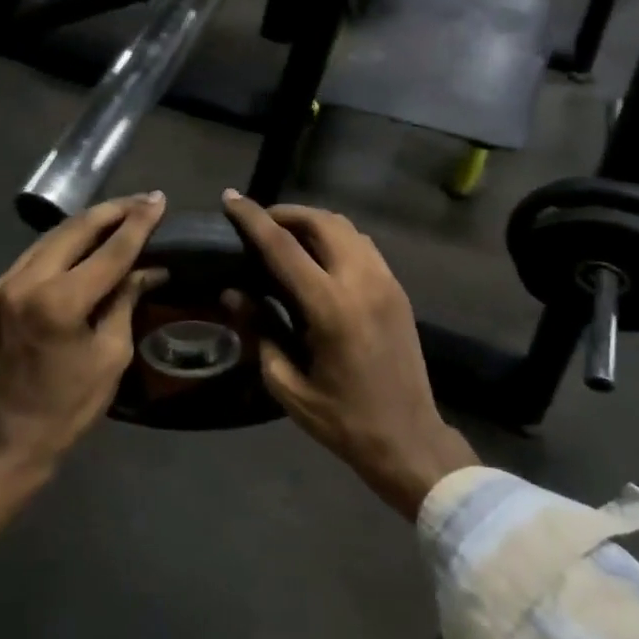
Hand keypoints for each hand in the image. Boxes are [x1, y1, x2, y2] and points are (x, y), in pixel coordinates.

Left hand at [0, 191, 168, 464]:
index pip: (109, 251)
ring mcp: (3, 284)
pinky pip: (35, 255)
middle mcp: (25, 282)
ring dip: (88, 223)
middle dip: (113, 211)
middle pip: (76, 229)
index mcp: (59, 302)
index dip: (138, 224)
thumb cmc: (69, 406)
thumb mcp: (111, 355)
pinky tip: (84, 241)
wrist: (7, 438)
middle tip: (143, 201)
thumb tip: (148, 269)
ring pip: (52, 237)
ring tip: (120, 214)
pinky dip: (64, 243)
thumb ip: (125, 301)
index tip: (159, 200)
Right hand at [222, 190, 476, 518]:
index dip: (253, 219)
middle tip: (259, 223)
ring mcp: (385, 282)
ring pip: (346, 228)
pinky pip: (363, 245)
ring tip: (286, 236)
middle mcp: (361, 282)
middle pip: (322, 222)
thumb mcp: (287, 384)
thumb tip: (233, 293)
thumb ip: (259, 331)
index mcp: (330, 307)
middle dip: (286, 213)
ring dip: (313, 222)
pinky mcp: (397, 289)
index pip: (283, 247)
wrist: (408, 438)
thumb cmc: (342, 420)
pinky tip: (319, 257)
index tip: (230, 199)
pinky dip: (336, 238)